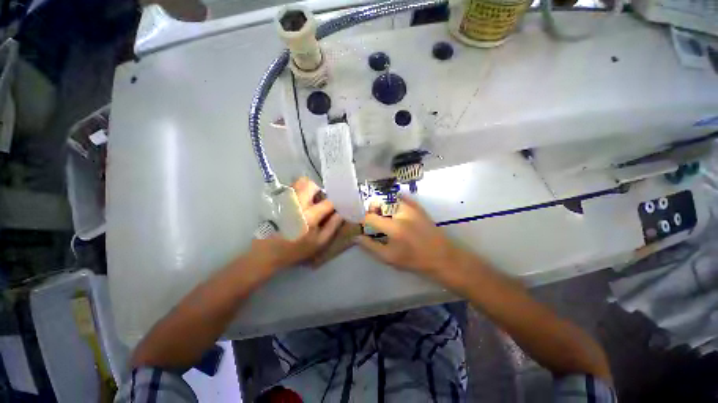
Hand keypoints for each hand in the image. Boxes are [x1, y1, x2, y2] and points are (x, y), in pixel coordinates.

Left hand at [249, 177, 343, 271]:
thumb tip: (341, 212)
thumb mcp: (319, 242)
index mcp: (309, 216)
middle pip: (312, 185)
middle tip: (320, 203)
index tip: (337, 207)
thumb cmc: (296, 249)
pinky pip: (293, 188)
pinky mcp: (279, 200)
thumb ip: (332, 226)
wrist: (268, 252)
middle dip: (320, 192)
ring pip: (300, 183)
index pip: (329, 202)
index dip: (336, 203)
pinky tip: (299, 204)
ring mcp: (286, 200)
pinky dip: (300, 191)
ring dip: (309, 189)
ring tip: (310, 202)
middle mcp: (297, 204)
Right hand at [355, 196, 464, 280]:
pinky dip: (394, 201)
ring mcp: (411, 207)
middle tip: (372, 219)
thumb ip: (370, 246)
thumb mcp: (389, 258)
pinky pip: (402, 197)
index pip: (370, 217)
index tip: (361, 224)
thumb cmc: (414, 260)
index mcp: (394, 227)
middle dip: (372, 209)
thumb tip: (357, 236)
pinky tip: (393, 210)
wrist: (442, 257)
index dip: (362, 219)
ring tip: (383, 216)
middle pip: (379, 202)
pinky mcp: (418, 206)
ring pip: (389, 198)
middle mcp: (401, 213)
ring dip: (382, 205)